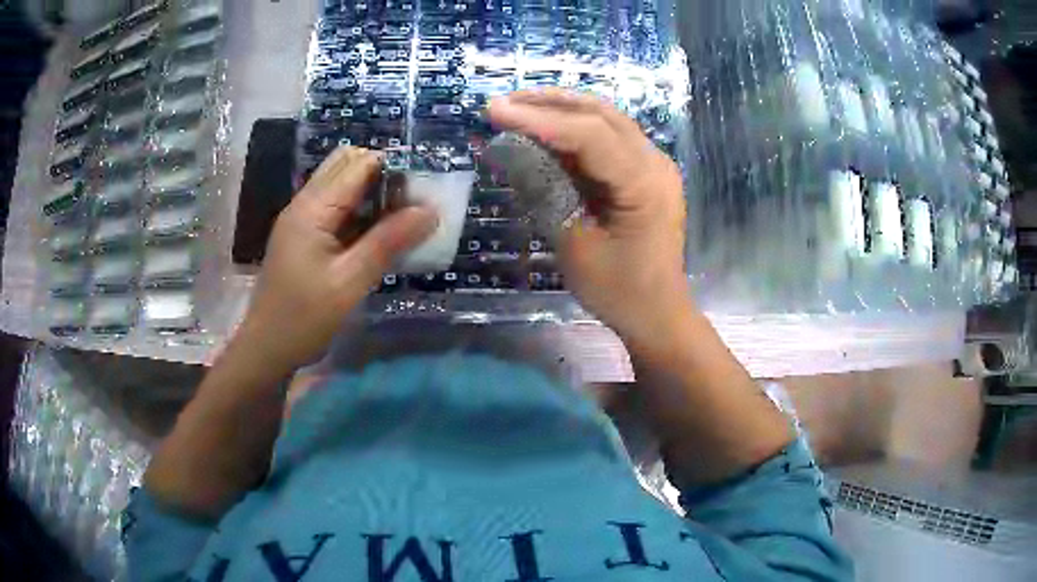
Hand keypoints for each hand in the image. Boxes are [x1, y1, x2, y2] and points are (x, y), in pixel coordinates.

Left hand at [237, 147, 437, 370]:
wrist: (266, 349)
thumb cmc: (303, 319)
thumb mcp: (349, 283)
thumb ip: (388, 243)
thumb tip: (430, 211)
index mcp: (312, 208)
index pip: (359, 164)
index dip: (394, 169)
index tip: (423, 191)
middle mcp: (304, 203)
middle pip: (347, 164)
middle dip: (383, 175)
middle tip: (410, 205)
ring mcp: (301, 218)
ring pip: (341, 184)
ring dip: (371, 192)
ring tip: (400, 219)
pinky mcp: (302, 234)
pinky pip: (335, 207)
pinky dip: (359, 210)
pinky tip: (376, 234)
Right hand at [489, 90, 691, 342]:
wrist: (658, 314)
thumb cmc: (619, 291)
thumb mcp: (574, 245)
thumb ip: (544, 192)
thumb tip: (508, 152)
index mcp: (644, 184)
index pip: (589, 135)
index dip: (538, 119)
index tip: (495, 110)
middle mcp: (655, 163)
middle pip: (601, 115)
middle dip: (549, 103)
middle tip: (504, 102)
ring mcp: (654, 165)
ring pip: (606, 120)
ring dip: (562, 110)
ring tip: (519, 107)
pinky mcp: (645, 173)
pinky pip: (608, 139)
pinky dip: (574, 130)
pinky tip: (545, 130)